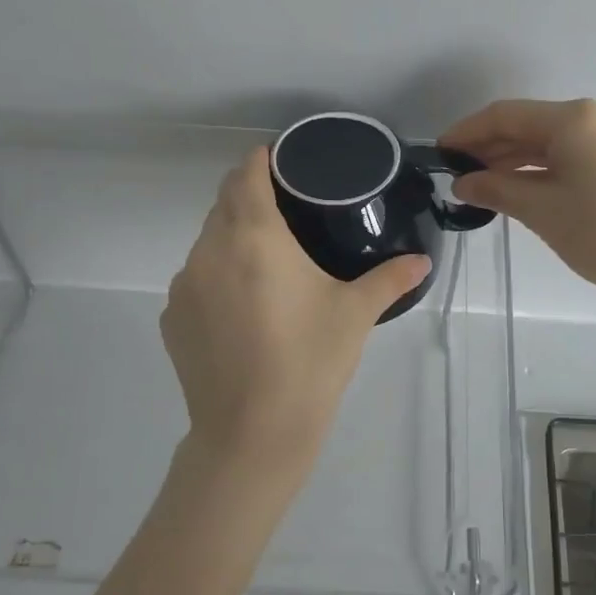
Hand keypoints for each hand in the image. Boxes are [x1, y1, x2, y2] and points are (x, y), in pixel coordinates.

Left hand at [161, 147, 430, 483]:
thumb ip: (390, 278)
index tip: (281, 160)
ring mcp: (184, 286)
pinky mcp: (171, 318)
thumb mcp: (355, 315)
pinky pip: (194, 279)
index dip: (261, 160)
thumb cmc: (309, 362)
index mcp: (255, 238)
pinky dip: (216, 276)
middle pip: (224, 203)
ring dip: (231, 237)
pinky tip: (241, 307)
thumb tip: (423, 260)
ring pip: (207, 241)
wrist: (252, 434)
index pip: (247, 175)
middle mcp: (210, 250)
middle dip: (249, 195)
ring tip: (265, 261)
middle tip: (285, 209)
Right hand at [441, 99, 595, 299]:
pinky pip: (567, 152)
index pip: (506, 115)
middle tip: (456, 172)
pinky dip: (538, 166)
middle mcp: (593, 116)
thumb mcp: (539, 209)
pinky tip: (514, 184)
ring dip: (512, 158)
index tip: (441, 152)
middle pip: (528, 124)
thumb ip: (495, 189)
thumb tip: (463, 183)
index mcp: (574, 119)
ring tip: (479, 182)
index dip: (468, 131)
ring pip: (547, 139)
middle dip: (490, 146)